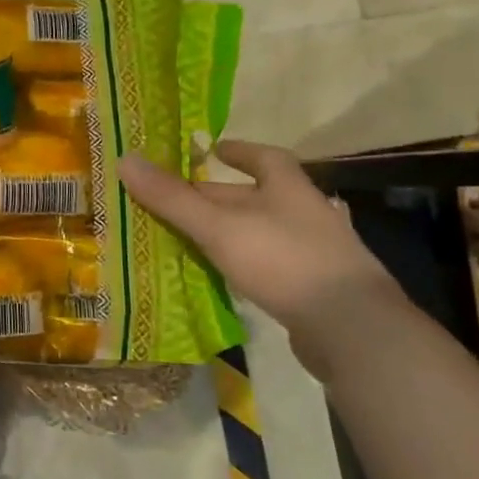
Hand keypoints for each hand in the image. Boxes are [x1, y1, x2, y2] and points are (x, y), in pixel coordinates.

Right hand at [119, 140, 402, 372]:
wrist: (352, 330)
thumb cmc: (284, 261)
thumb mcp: (218, 227)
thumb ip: (172, 198)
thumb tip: (125, 159)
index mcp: (290, 189)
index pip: (265, 157)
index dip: (239, 150)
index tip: (213, 149)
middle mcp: (306, 214)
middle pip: (257, 196)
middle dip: (218, 196)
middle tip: (177, 199)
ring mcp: (315, 253)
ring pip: (263, 231)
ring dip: (230, 230)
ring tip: (191, 235)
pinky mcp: (314, 288)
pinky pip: (271, 264)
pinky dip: (244, 261)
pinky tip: (224, 273)